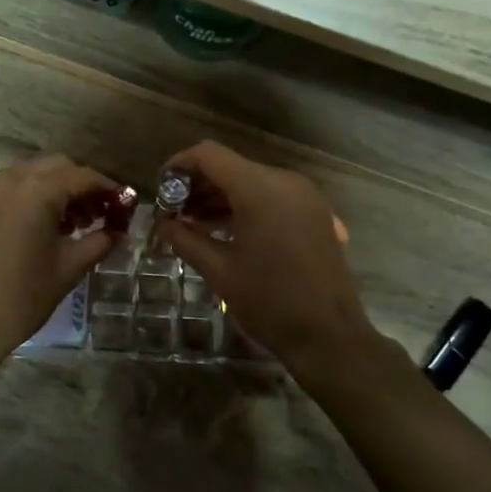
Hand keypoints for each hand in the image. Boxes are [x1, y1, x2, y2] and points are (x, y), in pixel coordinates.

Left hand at [0, 154, 119, 369]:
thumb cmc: (21, 297)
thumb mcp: (68, 269)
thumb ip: (99, 242)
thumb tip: (118, 232)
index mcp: (38, 190)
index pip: (83, 177)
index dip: (108, 189)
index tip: (124, 205)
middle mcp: (11, 179)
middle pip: (56, 167)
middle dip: (80, 186)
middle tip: (98, 215)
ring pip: (30, 175)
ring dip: (54, 190)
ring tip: (70, 225)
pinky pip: (8, 189)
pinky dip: (29, 197)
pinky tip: (37, 229)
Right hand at [159, 141, 379, 369]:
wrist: (329, 336)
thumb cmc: (270, 302)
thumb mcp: (219, 271)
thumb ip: (186, 239)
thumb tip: (164, 224)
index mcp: (259, 189)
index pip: (209, 154)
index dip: (179, 165)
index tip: (161, 189)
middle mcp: (285, 181)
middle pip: (231, 166)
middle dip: (198, 184)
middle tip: (174, 213)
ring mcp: (305, 196)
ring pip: (252, 180)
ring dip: (221, 196)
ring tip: (195, 224)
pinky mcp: (315, 213)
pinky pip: (273, 196)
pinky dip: (247, 205)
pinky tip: (229, 232)